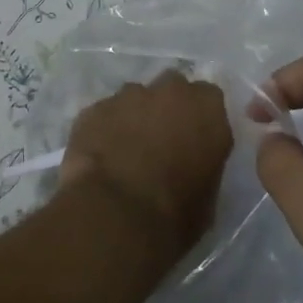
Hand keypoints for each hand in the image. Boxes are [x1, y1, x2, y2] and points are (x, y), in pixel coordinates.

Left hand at [59, 70, 232, 259]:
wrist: (115, 215)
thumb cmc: (174, 214)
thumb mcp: (209, 197)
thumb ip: (204, 164)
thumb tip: (192, 164)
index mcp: (207, 110)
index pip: (209, 98)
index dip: (199, 118)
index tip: (193, 138)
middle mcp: (169, 92)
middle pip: (171, 87)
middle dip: (167, 107)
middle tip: (160, 139)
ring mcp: (127, 96)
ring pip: (134, 97)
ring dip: (134, 116)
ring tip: (125, 150)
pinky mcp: (93, 109)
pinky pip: (103, 114)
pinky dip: (104, 129)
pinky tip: (100, 155)